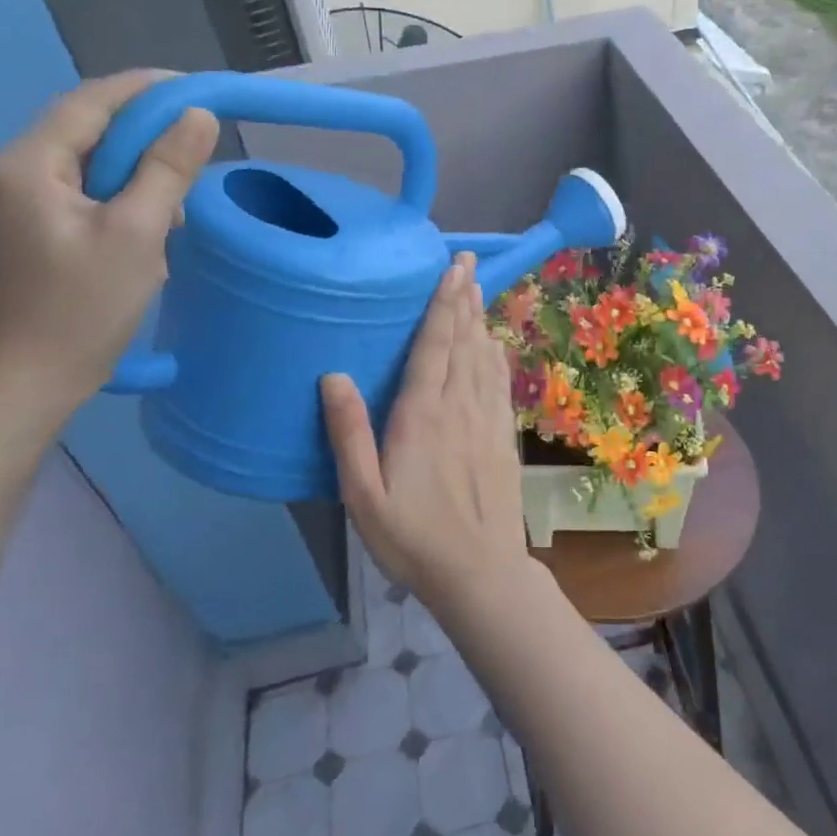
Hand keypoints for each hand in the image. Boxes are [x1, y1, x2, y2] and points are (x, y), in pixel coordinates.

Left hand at [0, 70, 218, 420]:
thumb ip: (167, 169)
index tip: (194, 88)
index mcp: (25, 166)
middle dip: (142, 133)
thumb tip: (198, 116)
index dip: (143, 89)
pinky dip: (116, 195)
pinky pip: (76, 192)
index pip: (88, 104)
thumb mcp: (139, 234)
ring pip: (83, 163)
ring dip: (132, 170)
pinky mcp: (22, 230)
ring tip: (176, 200)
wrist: (30, 383)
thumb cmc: (85, 309)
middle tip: (195, 143)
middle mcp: (7, 173)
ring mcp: (10, 203)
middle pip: (83, 130)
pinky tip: (146, 222)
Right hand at [322, 255, 533, 613]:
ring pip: (484, 358)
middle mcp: (459, 408)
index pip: (434, 347)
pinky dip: (497, 357)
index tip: (450, 270)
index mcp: (421, 416)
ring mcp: (487, 421)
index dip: (442, 305)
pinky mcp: (503, 438)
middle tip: (466, 263)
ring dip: (480, 321)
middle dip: (464, 299)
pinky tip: (495, 345)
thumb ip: (349, 434)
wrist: (480, 573)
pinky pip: (500, 385)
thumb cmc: (412, 538)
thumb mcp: (363, 495)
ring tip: (478, 289)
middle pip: (463, 342)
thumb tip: (333, 376)